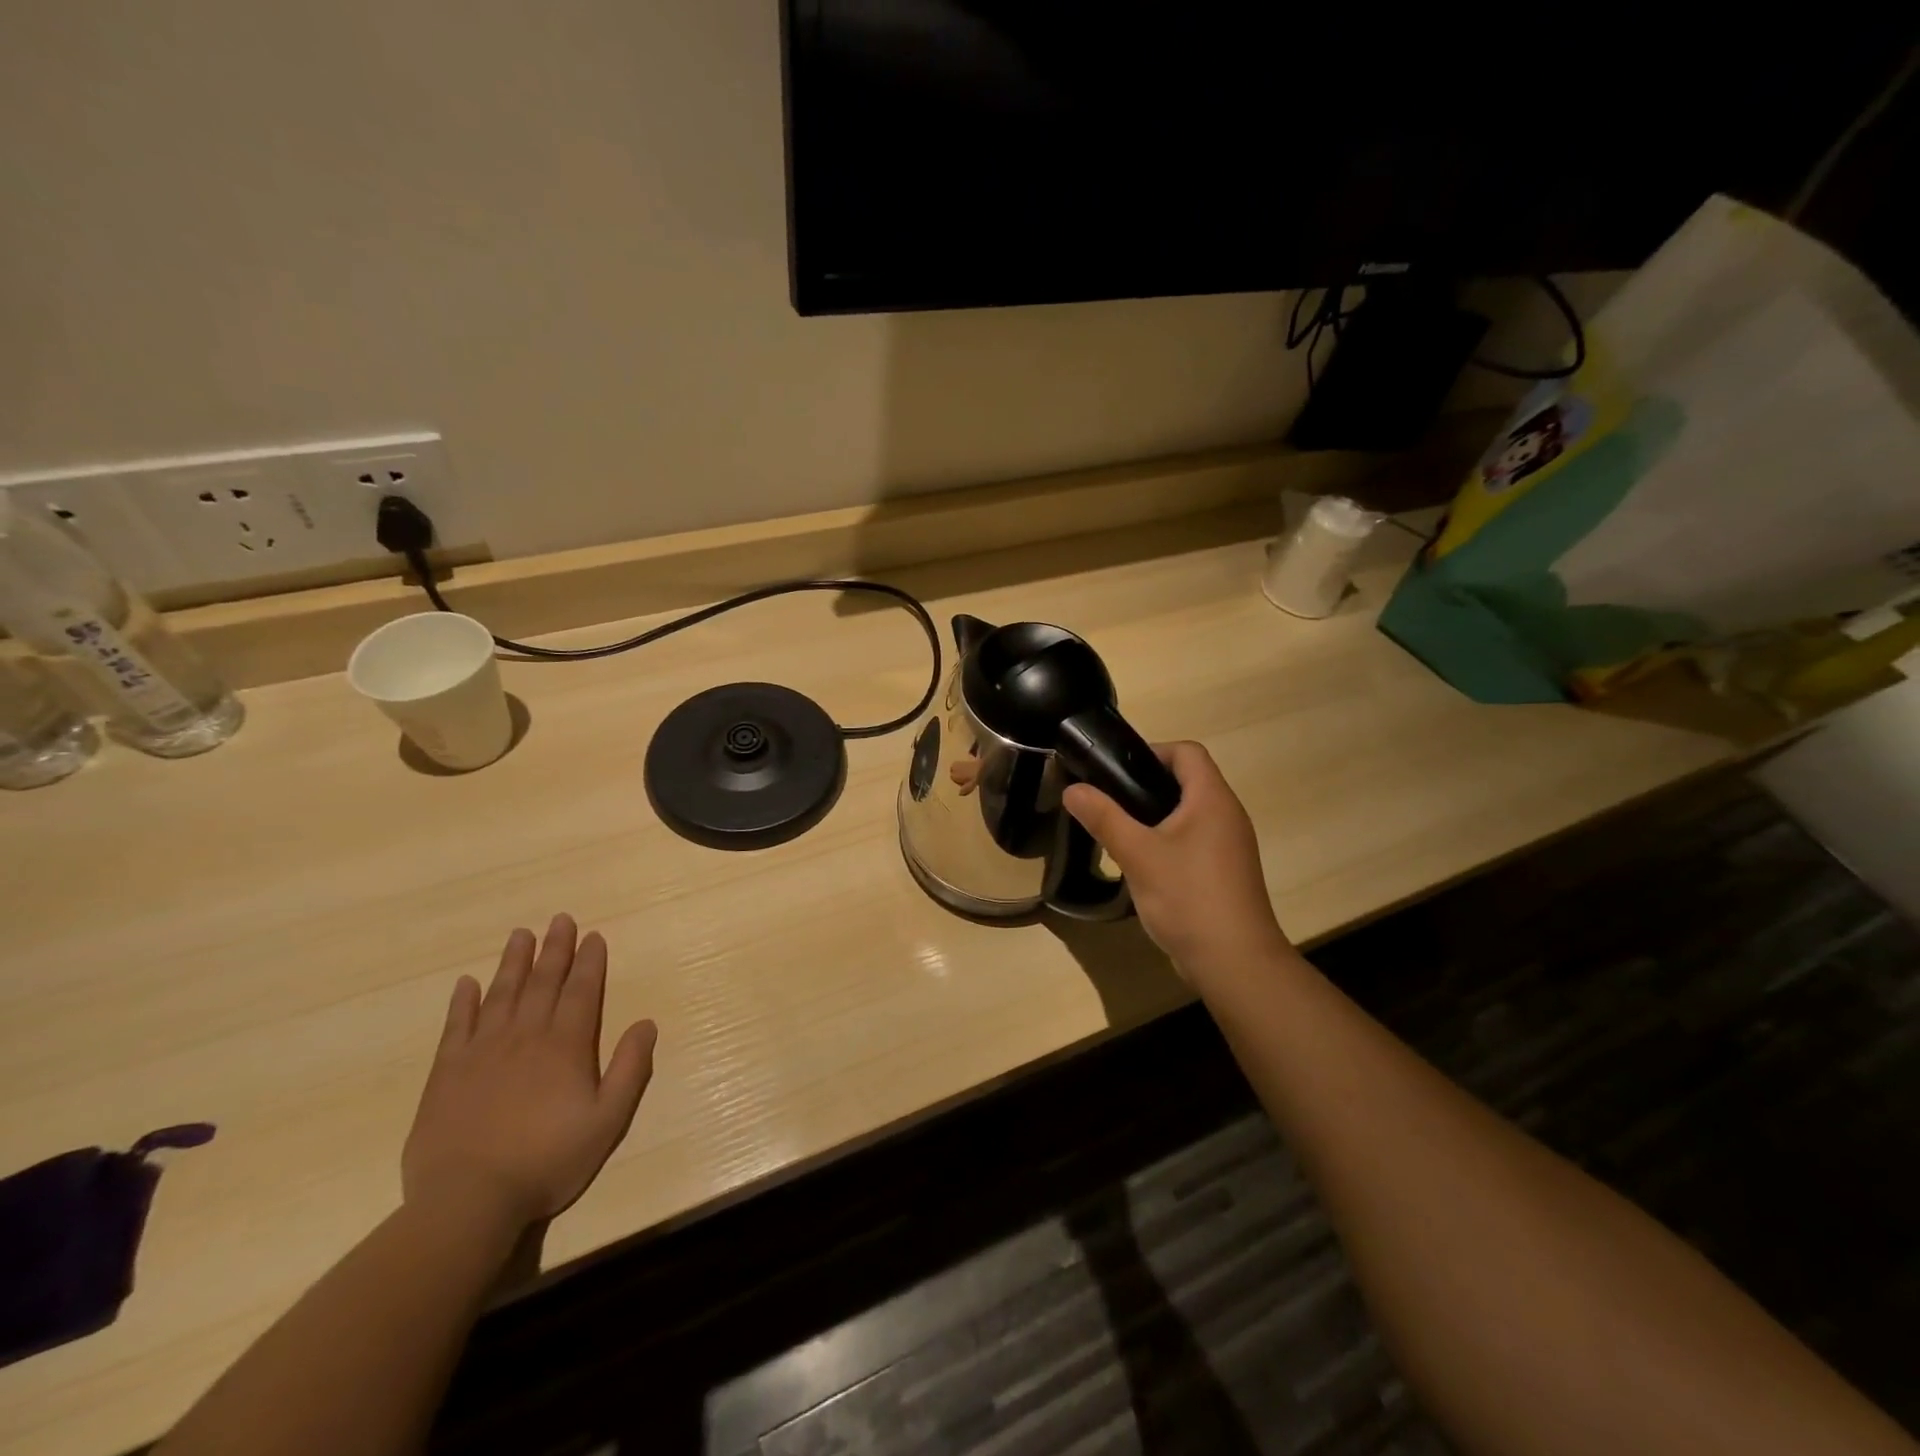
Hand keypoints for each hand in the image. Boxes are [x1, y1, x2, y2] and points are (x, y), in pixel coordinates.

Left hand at [402, 914, 657, 1230]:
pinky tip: (466, 983)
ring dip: (513, 963)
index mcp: (565, 1046)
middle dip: (555, 949)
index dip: (590, 962)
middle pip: (543, 983)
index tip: (593, 936)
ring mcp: (482, 1052)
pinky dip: (462, 1002)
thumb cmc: (547, 1161)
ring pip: (501, 995)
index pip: (581, 992)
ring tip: (520, 934)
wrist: (468, 1202)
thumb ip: (630, 1068)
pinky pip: (456, 1026)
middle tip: (560, 919)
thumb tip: (646, 1023)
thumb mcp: (608, 1120)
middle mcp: (525, 1037)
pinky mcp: (446, 1074)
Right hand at [1063, 741, 1288, 975]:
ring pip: (1189, 813)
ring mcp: (1229, 846)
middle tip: (1109, 800)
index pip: (1187, 752)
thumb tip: (1072, 789)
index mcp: (1212, 800)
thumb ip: (1104, 818)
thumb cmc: (1188, 898)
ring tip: (1119, 831)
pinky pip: (1194, 840)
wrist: (1234, 962)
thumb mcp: (1138, 855)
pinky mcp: (1225, 872)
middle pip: (1188, 780)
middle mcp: (1227, 815)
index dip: (1152, 751)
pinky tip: (1142, 864)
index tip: (1116, 771)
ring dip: (1155, 815)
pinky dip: (1168, 840)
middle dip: (1146, 784)